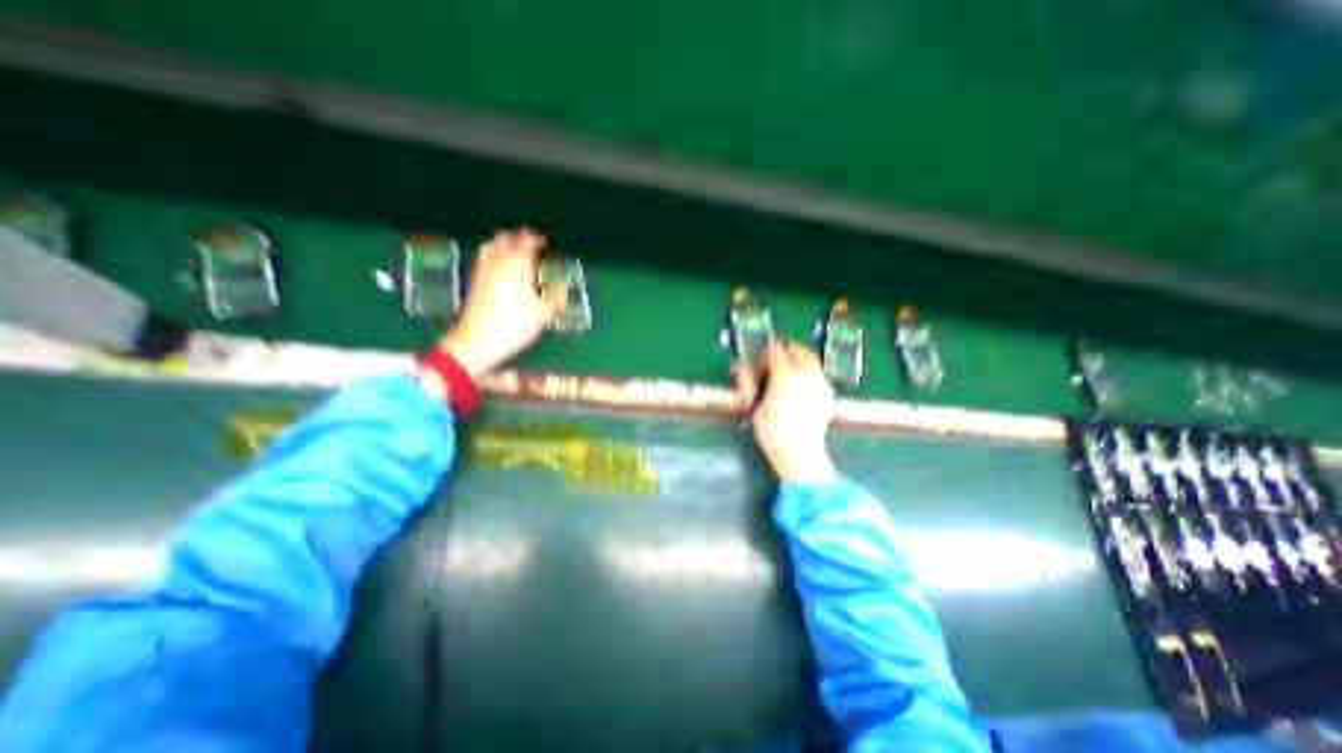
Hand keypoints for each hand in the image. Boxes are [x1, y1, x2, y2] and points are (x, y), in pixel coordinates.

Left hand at [440, 228, 568, 377]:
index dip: (535, 238)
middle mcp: (499, 263)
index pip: (526, 242)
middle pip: (505, 238)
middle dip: (518, 237)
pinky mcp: (474, 281)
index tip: (543, 240)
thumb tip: (565, 285)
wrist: (478, 341)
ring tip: (513, 251)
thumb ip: (557, 297)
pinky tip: (498, 266)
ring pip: (491, 246)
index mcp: (519, 267)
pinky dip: (492, 255)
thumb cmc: (515, 326)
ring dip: (503, 243)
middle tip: (529, 244)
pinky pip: (483, 259)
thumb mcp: (544, 315)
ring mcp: (483, 271)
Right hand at [739, 341, 834, 481]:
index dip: (765, 354)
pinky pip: (819, 373)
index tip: (759, 367)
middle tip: (773, 366)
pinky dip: (809, 371)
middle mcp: (805, 374)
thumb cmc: (773, 433)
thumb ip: (746, 382)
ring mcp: (820, 383)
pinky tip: (801, 386)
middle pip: (796, 349)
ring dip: (798, 359)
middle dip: (783, 352)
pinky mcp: (828, 393)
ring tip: (787, 373)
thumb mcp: (754, 407)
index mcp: (785, 376)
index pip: (776, 350)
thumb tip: (738, 366)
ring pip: (811, 359)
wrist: (800, 454)